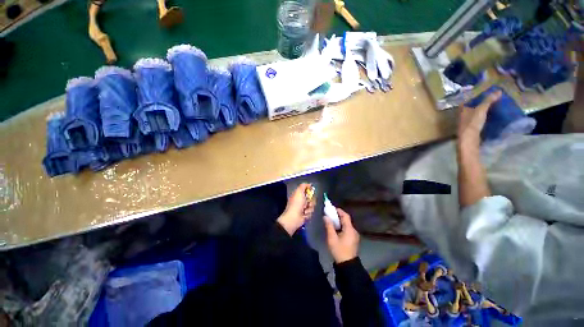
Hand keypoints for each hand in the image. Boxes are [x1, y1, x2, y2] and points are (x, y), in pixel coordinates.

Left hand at [277, 183, 315, 235]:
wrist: (294, 217)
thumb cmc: (296, 204)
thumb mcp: (299, 191)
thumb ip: (303, 186)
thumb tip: (310, 184)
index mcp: (299, 194)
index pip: (308, 190)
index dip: (310, 191)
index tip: (311, 192)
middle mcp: (302, 200)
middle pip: (312, 197)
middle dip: (311, 200)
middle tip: (307, 203)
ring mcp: (304, 207)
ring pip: (313, 205)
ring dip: (310, 208)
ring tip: (305, 210)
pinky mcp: (306, 214)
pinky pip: (312, 211)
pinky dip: (308, 213)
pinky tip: (304, 214)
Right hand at [323, 207, 359, 263]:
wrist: (347, 265)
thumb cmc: (339, 250)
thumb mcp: (332, 238)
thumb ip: (329, 226)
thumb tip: (326, 216)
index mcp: (349, 229)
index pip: (345, 216)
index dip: (339, 211)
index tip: (332, 208)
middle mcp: (354, 231)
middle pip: (346, 220)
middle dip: (338, 216)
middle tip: (330, 214)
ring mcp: (354, 235)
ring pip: (347, 225)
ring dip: (340, 221)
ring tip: (331, 221)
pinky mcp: (353, 239)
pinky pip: (347, 229)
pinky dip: (342, 226)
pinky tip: (336, 229)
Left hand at [457, 90, 501, 147]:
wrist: (469, 138)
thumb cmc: (472, 122)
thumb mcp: (481, 109)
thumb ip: (488, 100)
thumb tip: (498, 91)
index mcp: (462, 108)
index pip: (469, 99)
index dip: (477, 95)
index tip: (487, 92)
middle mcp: (462, 114)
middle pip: (473, 106)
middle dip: (482, 102)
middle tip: (494, 98)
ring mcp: (466, 121)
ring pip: (476, 112)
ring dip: (484, 110)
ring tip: (496, 105)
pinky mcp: (471, 127)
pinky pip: (479, 119)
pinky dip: (485, 116)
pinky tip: (493, 115)